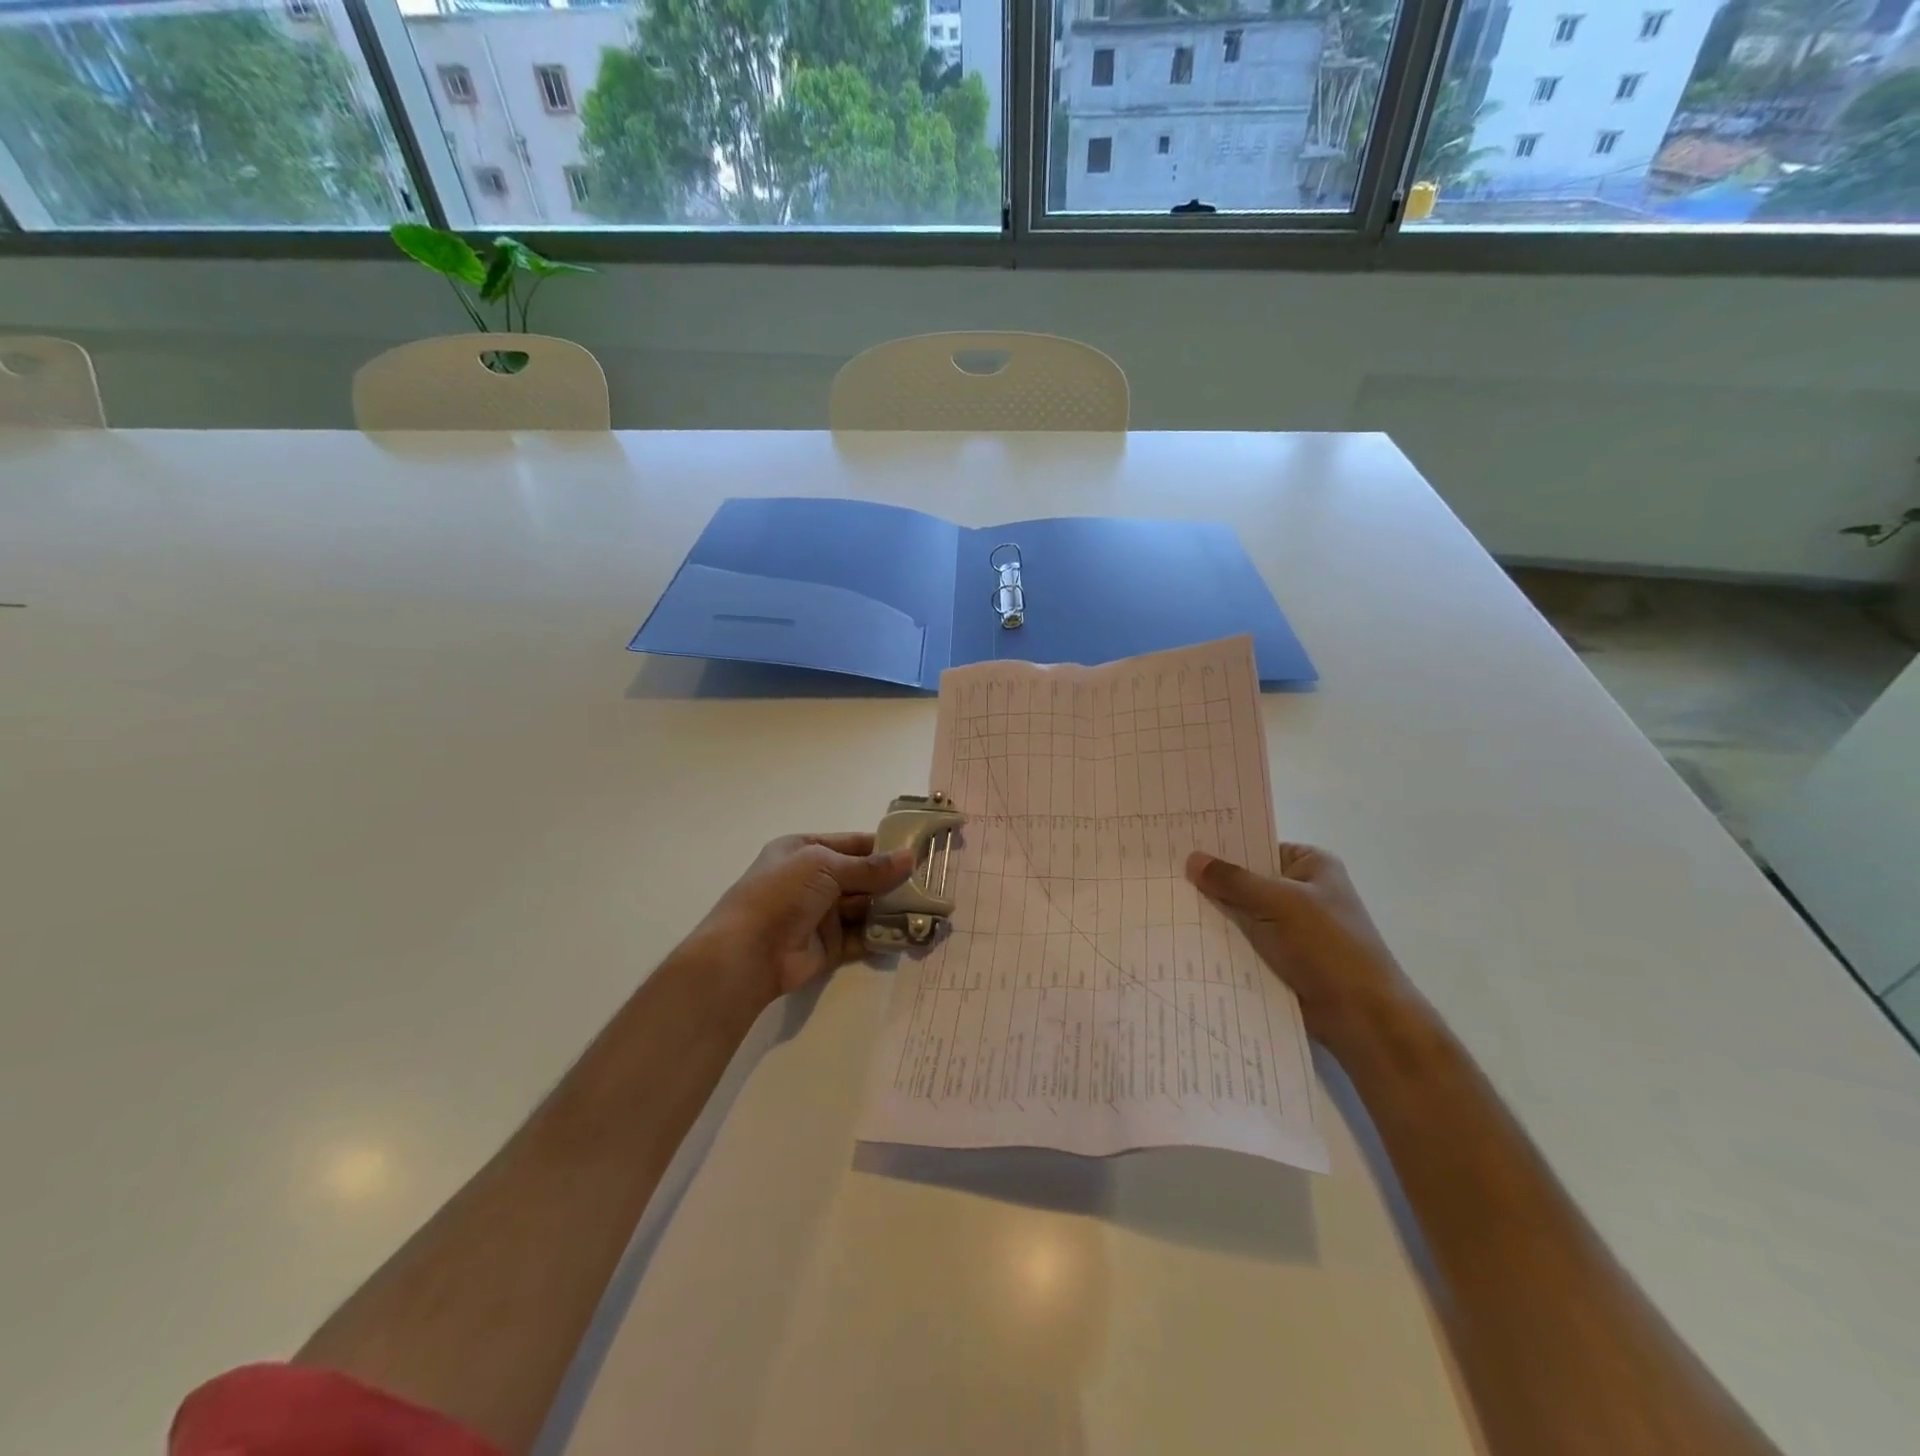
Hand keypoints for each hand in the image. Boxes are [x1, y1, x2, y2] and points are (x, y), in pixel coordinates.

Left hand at [686, 834, 914, 1000]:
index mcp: (804, 851)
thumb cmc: (781, 894)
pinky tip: (910, 932)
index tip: (918, 849)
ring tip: (927, 907)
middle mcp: (813, 880)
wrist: (748, 953)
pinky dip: (884, 935)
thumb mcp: (824, 866)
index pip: (852, 844)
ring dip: (891, 907)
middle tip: (931, 881)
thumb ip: (869, 867)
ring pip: (865, 907)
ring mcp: (821, 914)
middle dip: (892, 879)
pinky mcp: (830, 946)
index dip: (883, 847)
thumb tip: (910, 857)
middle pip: (861, 877)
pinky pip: (863, 936)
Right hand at [1186, 843, 1415, 1046]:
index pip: (1257, 845)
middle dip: (1211, 880)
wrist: (1362, 1017)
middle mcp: (1300, 890)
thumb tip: (1192, 859)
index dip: (1221, 845)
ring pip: (1241, 912)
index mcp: (1311, 865)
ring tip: (1164, 901)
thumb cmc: (1328, 947)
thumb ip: (1234, 880)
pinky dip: (1221, 940)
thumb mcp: (1279, 903)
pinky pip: (1243, 940)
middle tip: (1163, 872)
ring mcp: (1290, 925)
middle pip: (1246, 878)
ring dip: (1213, 913)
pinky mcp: (1280, 956)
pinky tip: (1183, 934)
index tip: (1180, 842)